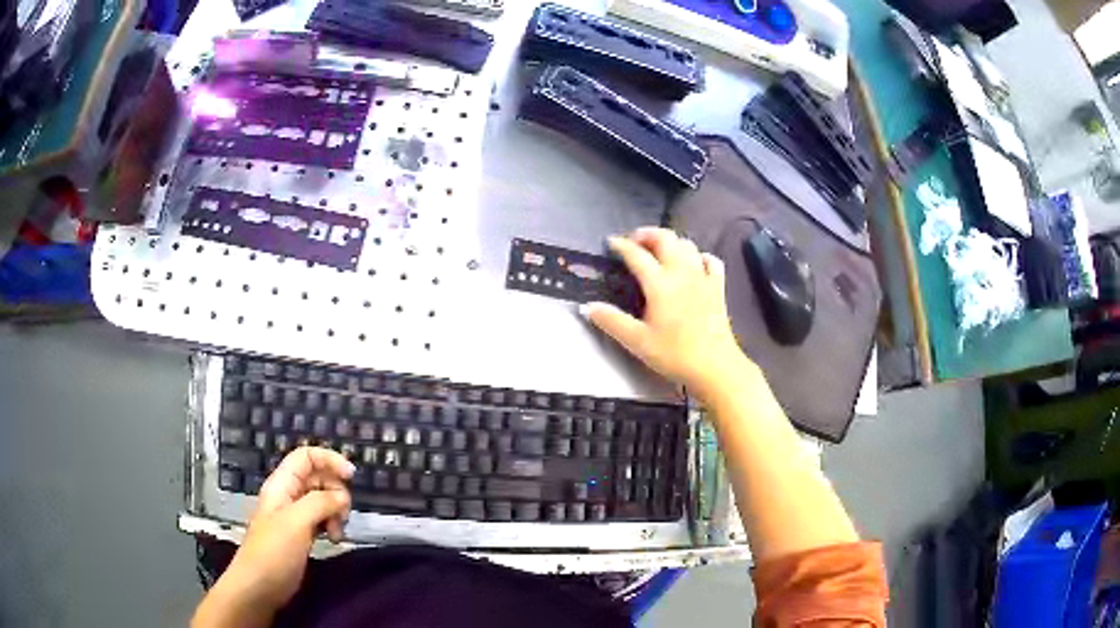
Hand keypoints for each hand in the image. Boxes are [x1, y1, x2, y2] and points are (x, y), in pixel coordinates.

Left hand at [220, 447, 353, 610]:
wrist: (259, 586)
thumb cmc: (274, 551)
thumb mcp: (296, 522)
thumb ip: (320, 503)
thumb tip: (342, 496)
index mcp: (282, 484)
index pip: (307, 456)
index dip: (330, 460)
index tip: (351, 477)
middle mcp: (289, 495)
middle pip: (319, 478)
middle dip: (336, 492)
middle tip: (342, 515)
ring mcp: (295, 515)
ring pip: (323, 500)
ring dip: (336, 512)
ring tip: (336, 533)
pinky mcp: (301, 534)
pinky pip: (322, 519)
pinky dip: (332, 525)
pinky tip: (333, 539)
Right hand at [584, 228, 751, 396]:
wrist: (715, 366)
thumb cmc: (675, 355)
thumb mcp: (637, 342)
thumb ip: (611, 321)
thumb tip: (588, 307)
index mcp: (659, 284)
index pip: (637, 255)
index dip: (621, 246)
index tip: (610, 243)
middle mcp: (681, 273)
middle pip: (665, 239)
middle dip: (647, 234)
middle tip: (634, 241)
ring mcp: (703, 278)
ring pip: (687, 245)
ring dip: (671, 242)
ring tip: (659, 250)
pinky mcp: (718, 288)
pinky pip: (711, 261)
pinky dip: (699, 256)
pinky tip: (695, 263)